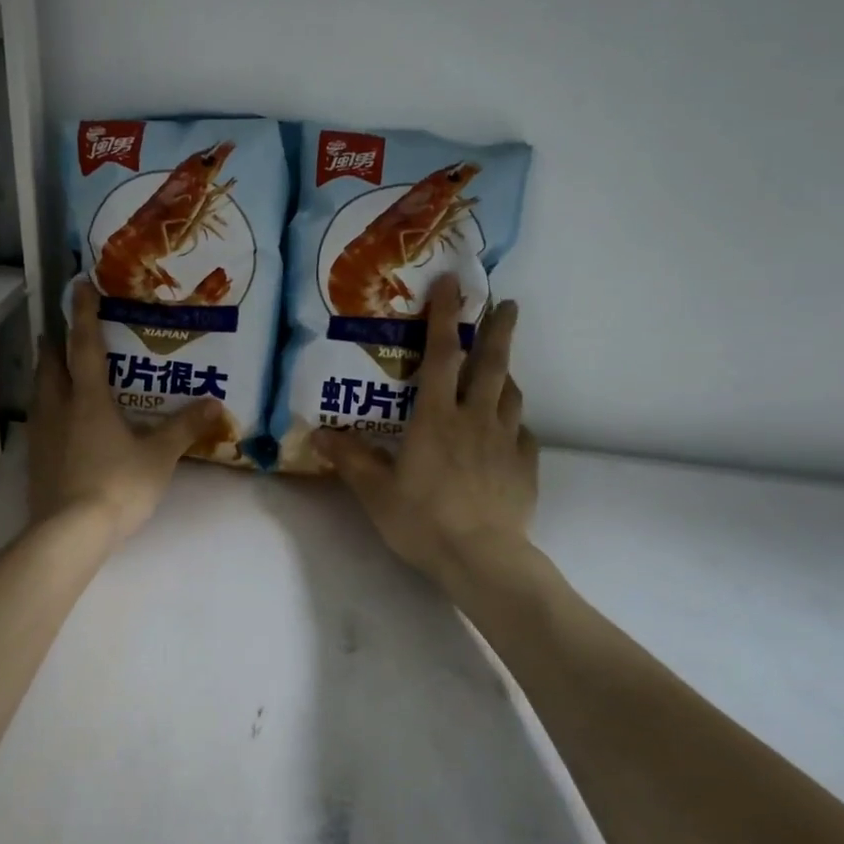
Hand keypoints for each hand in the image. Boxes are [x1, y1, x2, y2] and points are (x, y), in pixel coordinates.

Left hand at [28, 281, 222, 544]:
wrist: (70, 532)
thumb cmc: (118, 485)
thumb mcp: (159, 456)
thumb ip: (184, 428)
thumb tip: (215, 403)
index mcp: (88, 398)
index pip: (85, 345)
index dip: (83, 313)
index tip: (78, 285)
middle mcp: (59, 408)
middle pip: (50, 364)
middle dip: (55, 343)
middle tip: (61, 331)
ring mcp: (42, 435)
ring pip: (40, 392)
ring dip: (47, 374)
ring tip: (58, 370)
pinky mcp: (36, 460)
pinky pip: (39, 422)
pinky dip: (48, 409)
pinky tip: (59, 423)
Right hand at [314, 275, 538, 587]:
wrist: (481, 559)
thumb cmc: (423, 520)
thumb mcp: (375, 491)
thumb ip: (349, 459)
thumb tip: (318, 434)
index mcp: (437, 417)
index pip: (441, 355)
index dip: (445, 317)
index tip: (453, 284)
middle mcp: (475, 419)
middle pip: (491, 363)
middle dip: (498, 329)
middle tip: (507, 303)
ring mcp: (506, 442)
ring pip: (511, 395)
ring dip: (506, 374)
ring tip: (502, 367)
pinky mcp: (525, 467)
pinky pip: (523, 434)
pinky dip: (515, 423)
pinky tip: (510, 430)